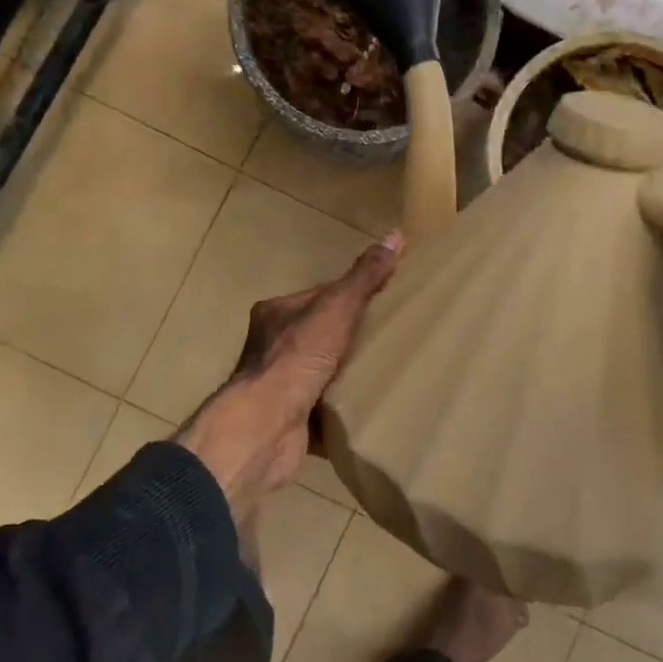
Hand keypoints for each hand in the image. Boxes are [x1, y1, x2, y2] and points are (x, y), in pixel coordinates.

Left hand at [177, 234, 403, 527]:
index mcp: (276, 313)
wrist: (266, 426)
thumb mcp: (336, 308)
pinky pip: (325, 408)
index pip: (322, 296)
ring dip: (351, 375)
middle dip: (355, 338)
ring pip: (324, 373)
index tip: (388, 302)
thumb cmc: (296, 358)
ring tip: (389, 372)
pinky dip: (345, 408)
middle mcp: (271, 346)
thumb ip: (364, 277)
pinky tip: (372, 406)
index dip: (354, 296)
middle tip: (394, 339)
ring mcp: (279, 385)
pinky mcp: (290, 419)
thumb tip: (396, 235)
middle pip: (324, 334)